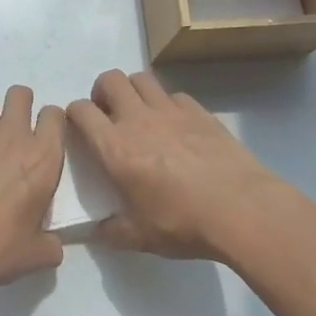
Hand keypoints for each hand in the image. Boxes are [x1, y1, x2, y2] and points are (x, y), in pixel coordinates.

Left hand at [0, 86, 65, 302]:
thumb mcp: (33, 256)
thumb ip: (50, 246)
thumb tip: (53, 246)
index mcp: (43, 159)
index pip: (55, 116)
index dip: (50, 122)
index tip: (43, 138)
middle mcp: (13, 135)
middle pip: (20, 94)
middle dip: (18, 106)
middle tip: (10, 132)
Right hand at [67, 69, 292, 260]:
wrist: (241, 209)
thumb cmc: (182, 223)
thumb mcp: (139, 236)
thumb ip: (111, 231)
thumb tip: (96, 231)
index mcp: (114, 147)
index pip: (81, 111)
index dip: (74, 114)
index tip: (79, 127)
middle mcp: (138, 119)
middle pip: (110, 80)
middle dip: (102, 91)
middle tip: (108, 114)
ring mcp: (171, 111)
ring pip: (142, 78)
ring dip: (133, 90)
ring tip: (138, 113)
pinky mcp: (200, 112)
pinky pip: (174, 95)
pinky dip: (167, 104)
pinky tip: (175, 126)